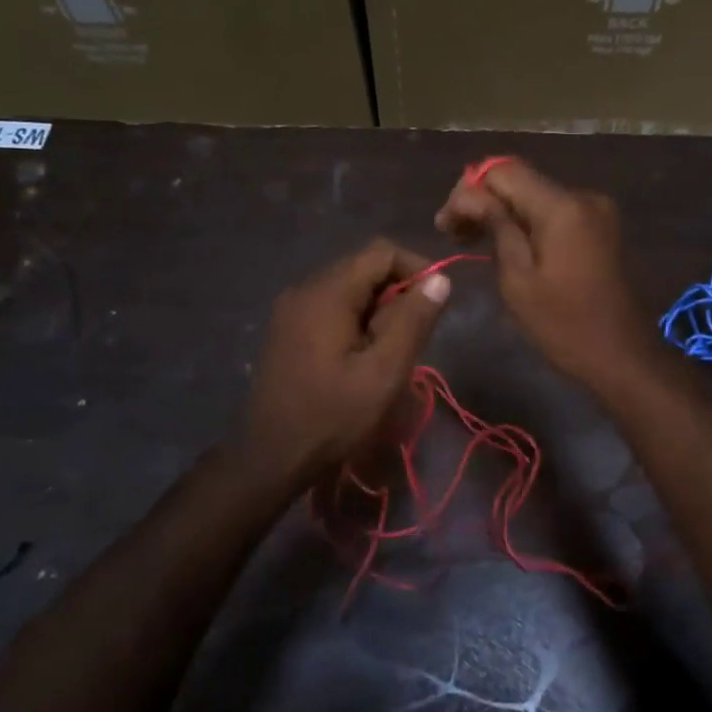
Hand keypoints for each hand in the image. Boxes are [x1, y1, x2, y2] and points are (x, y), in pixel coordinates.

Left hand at [234, 240, 451, 488]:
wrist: (270, 459)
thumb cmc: (332, 417)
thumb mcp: (384, 371)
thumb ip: (414, 321)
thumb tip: (440, 280)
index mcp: (327, 293)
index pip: (381, 252)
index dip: (417, 269)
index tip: (436, 305)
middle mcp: (304, 289)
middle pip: (363, 267)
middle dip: (398, 292)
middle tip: (414, 336)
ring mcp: (291, 309)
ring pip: (349, 288)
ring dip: (379, 309)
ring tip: (391, 350)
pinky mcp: (287, 329)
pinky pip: (331, 307)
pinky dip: (356, 320)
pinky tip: (363, 356)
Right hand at [436, 158, 652, 386]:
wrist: (622, 355)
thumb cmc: (563, 325)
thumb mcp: (518, 279)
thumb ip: (496, 226)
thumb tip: (469, 196)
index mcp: (562, 206)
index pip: (504, 171)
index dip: (469, 189)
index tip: (445, 222)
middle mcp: (582, 196)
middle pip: (521, 181)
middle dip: (483, 200)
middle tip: (451, 232)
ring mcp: (596, 211)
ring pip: (536, 196)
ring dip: (503, 212)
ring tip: (471, 239)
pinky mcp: (601, 227)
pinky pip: (555, 212)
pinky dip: (528, 222)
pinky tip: (506, 243)